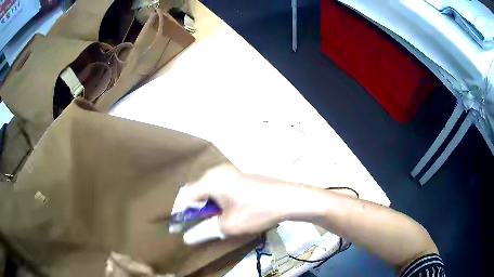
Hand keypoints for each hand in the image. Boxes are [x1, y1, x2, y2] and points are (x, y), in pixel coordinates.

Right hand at [180, 164, 306, 238]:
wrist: (290, 198)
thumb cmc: (257, 211)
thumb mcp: (228, 225)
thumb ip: (204, 231)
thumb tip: (186, 238)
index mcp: (211, 180)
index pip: (185, 196)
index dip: (179, 212)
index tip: (177, 228)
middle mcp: (217, 172)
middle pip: (195, 190)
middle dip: (192, 209)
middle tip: (193, 226)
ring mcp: (230, 172)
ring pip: (208, 189)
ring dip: (204, 205)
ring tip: (209, 221)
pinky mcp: (239, 176)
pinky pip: (219, 187)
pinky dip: (216, 200)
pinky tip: (223, 211)